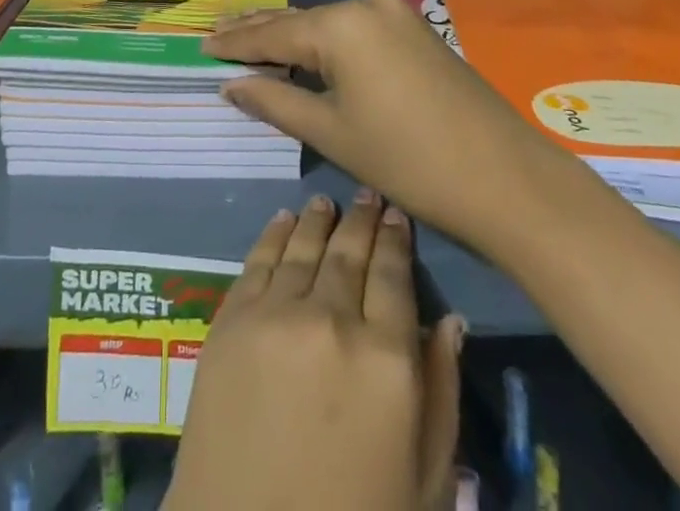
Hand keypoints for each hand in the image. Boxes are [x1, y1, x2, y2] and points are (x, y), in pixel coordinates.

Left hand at [164, 190, 462, 510]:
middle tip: (367, 197)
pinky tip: (283, 220)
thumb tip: (449, 320)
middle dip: (361, 220)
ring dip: (318, 219)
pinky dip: (274, 234)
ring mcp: (275, 314)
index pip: (393, 275)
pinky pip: (258, 260)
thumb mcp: (424, 482)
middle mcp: (331, 319)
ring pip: (303, 246)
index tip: (397, 215)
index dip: (396, 239)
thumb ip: (440, 394)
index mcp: (386, 360)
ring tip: (327, 203)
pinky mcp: (230, 320)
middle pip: (349, 251)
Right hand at [207, 0, 553, 258]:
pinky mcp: (416, 32)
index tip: (201, 45)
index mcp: (341, 25)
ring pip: (328, 23)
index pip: (273, 33)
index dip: (235, 43)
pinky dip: (326, 41)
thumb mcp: (333, 133)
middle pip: (300, 20)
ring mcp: (396, 15)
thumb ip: (276, 101)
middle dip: (259, 31)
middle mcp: (366, 5)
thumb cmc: (408, 161)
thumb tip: (231, 83)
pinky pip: (355, 30)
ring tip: (252, 40)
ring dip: (293, 35)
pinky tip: (306, 50)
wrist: (507, 180)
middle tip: (218, 34)